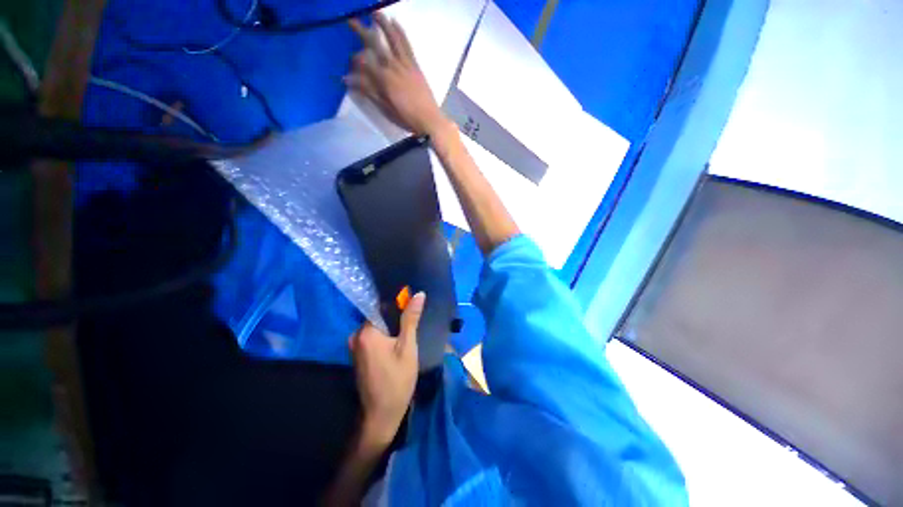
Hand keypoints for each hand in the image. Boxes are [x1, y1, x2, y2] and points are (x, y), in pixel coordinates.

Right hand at [346, 13, 452, 136]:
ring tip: (375, 13)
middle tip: (351, 21)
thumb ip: (368, 91)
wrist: (429, 119)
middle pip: (375, 44)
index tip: (350, 65)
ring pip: (392, 39)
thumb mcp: (385, 108)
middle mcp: (393, 67)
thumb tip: (347, 79)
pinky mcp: (415, 65)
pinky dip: (400, 32)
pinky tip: (395, 23)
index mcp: (384, 79)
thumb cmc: (406, 118)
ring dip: (383, 24)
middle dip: (361, 32)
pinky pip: (407, 45)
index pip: (364, 62)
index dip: (355, 61)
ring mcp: (405, 64)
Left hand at [349, 292, 424, 445]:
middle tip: (411, 327)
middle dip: (395, 320)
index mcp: (365, 332)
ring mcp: (355, 348)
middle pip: (378, 318)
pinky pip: (373, 338)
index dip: (398, 307)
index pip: (381, 307)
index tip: (411, 311)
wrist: (382, 415)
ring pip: (377, 328)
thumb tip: (419, 294)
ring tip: (406, 336)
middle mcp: (355, 337)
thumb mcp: (408, 346)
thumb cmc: (397, 379)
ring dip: (391, 330)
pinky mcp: (358, 356)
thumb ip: (410, 318)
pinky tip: (396, 346)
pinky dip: (385, 338)